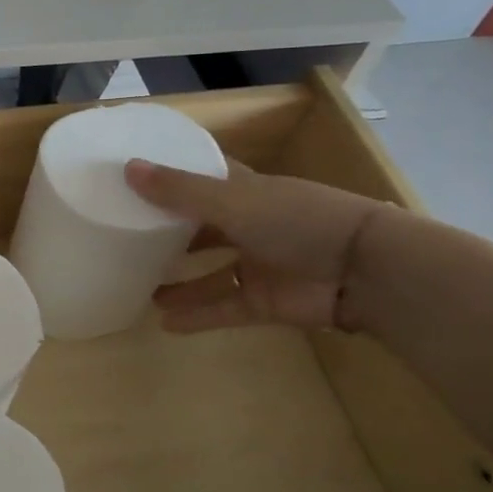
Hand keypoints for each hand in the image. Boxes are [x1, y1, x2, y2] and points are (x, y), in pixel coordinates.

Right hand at [124, 157, 393, 332]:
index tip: (134, 176)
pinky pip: (224, 307)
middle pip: (201, 226)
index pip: (203, 177)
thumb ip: (180, 190)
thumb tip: (127, 168)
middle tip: (127, 237)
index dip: (172, 175)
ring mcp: (257, 264)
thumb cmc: (296, 220)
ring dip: (180, 280)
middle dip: (168, 233)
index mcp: (243, 190)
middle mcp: (247, 223)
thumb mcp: (233, 201)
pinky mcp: (264, 301)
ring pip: (210, 271)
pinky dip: (198, 315)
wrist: (365, 271)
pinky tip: (165, 322)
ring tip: (141, 287)